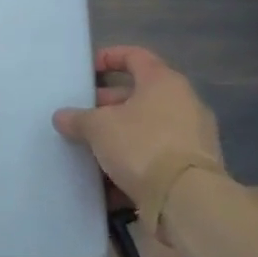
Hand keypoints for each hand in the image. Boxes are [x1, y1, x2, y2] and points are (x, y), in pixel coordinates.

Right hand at [52, 46, 222, 198]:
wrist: (187, 200)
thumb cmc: (141, 146)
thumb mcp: (98, 128)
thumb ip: (78, 119)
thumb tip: (62, 117)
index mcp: (163, 82)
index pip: (135, 56)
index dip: (109, 58)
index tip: (87, 70)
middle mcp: (184, 103)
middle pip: (140, 95)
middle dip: (108, 104)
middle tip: (82, 116)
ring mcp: (194, 136)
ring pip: (148, 127)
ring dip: (120, 134)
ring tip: (92, 148)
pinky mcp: (195, 167)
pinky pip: (157, 155)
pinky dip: (135, 160)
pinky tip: (110, 178)